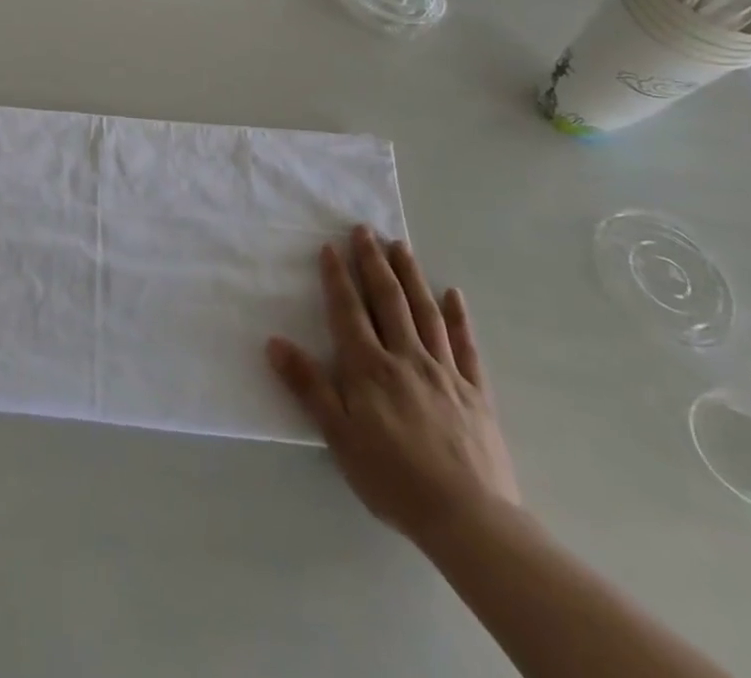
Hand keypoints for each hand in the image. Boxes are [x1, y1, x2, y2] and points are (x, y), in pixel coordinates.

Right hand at [266, 225, 519, 547]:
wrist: (470, 520)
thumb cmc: (393, 478)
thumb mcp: (339, 436)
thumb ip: (308, 386)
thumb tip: (275, 342)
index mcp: (369, 368)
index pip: (348, 311)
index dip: (338, 277)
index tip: (331, 246)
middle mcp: (406, 358)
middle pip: (388, 300)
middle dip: (374, 262)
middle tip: (365, 229)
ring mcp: (444, 372)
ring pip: (425, 312)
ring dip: (411, 276)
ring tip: (401, 246)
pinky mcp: (475, 393)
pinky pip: (466, 346)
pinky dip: (459, 317)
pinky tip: (454, 294)